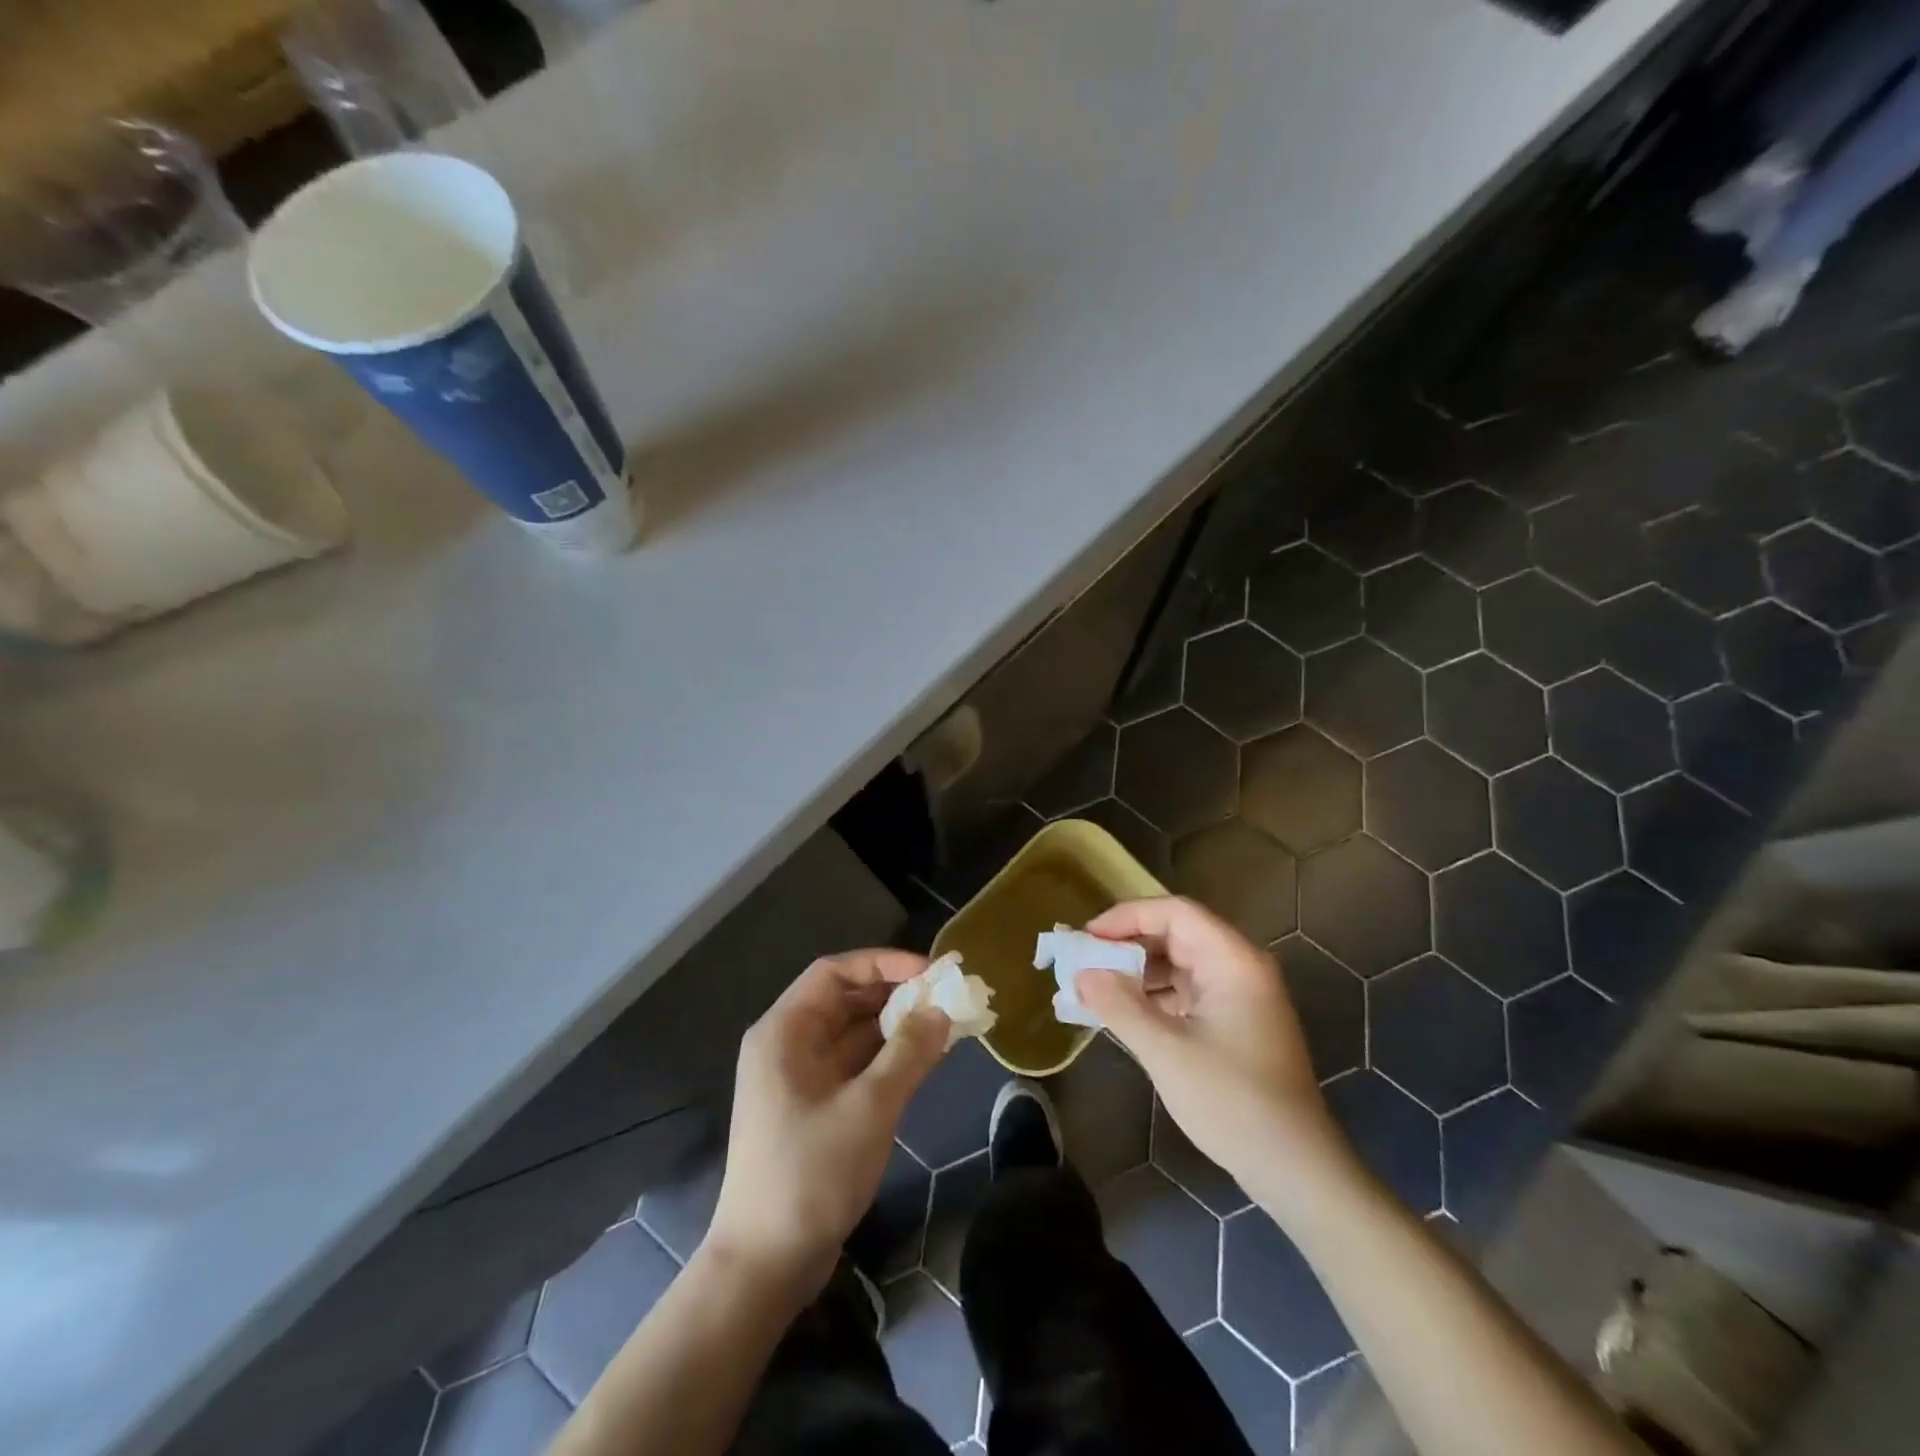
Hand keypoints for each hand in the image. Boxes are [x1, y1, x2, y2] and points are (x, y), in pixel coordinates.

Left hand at [707, 949, 949, 1295]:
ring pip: (852, 1034)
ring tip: (944, 1023)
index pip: (834, 972)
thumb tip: (941, 1010)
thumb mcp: (869, 1108)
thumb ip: (908, 1053)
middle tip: (945, 996)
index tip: (929, 972)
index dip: (882, 963)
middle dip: (894, 994)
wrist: (765, 1266)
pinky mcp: (813, 1108)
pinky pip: (854, 1065)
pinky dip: (887, 1058)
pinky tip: (924, 1058)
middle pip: (844, 1000)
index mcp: (784, 1032)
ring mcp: (799, 1079)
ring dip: (895, 1026)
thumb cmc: (811, 1174)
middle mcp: (787, 1045)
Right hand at [1079, 898, 1347, 1205]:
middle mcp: (1241, 968)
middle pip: (1178, 934)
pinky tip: (1126, 1013)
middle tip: (1087, 961)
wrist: (1295, 1168)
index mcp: (1233, 961)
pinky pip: (1189, 991)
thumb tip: (1081, 974)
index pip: (1175, 913)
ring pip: (1181, 963)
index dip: (1128, 917)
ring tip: (1097, 987)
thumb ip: (1119, 1006)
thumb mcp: (1165, 1051)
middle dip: (1129, 944)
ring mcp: (1242, 996)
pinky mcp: (1237, 1022)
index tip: (1088, 937)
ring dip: (1140, 972)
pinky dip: (1156, 996)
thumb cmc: (1232, 1101)